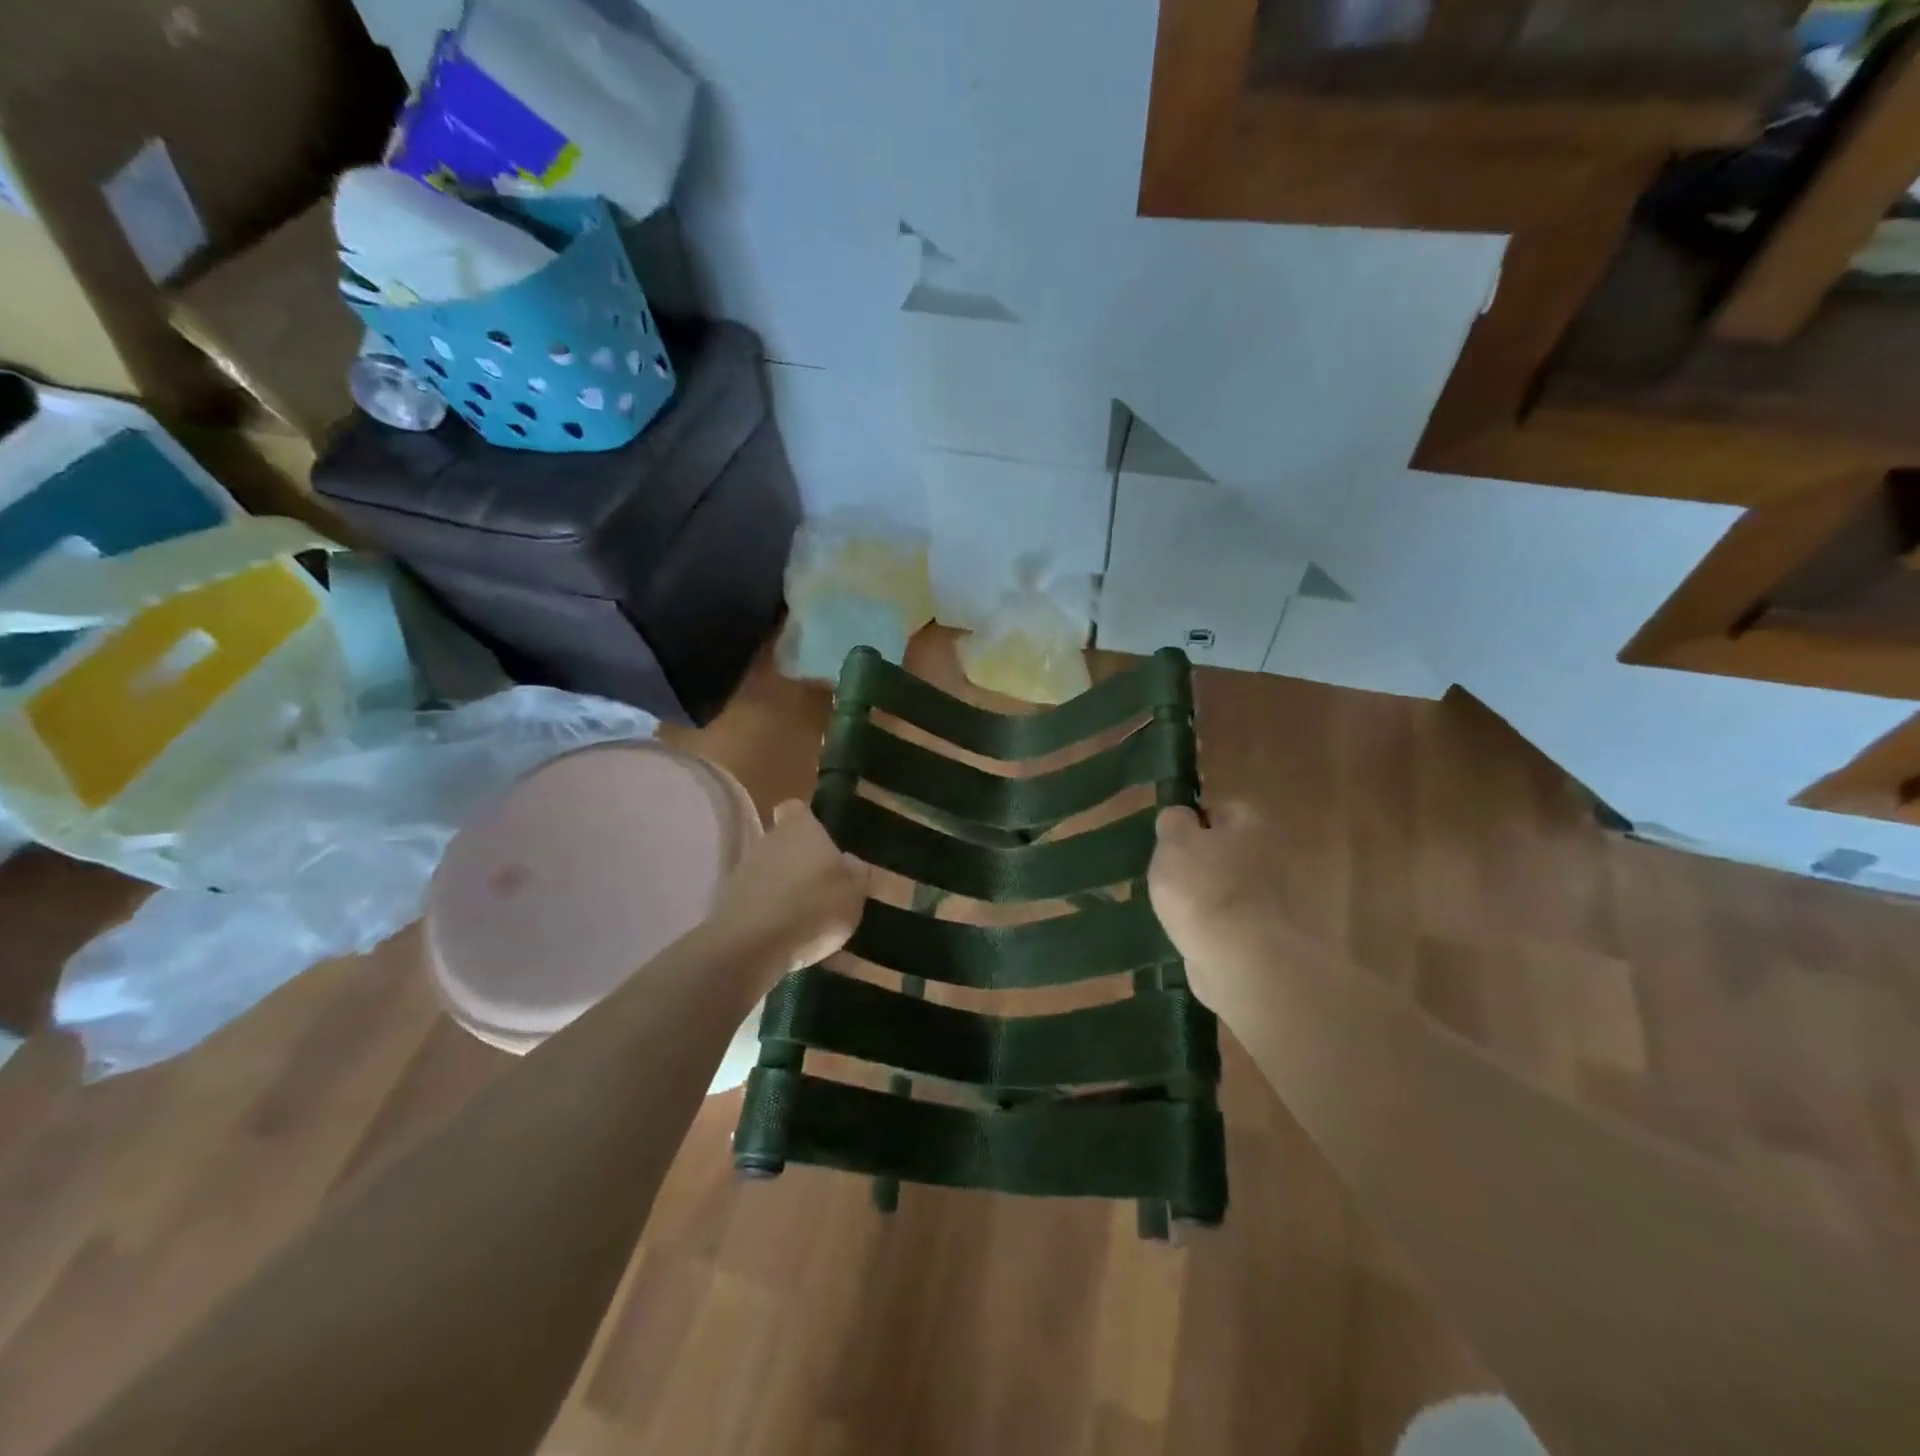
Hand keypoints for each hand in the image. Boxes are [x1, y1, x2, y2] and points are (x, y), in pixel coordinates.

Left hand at [711, 801, 867, 981]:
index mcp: (801, 828)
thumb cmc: (812, 906)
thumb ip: (857, 874)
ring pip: (771, 873)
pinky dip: (771, 915)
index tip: (824, 840)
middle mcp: (769, 840)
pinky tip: (788, 939)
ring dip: (786, 890)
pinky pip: (759, 903)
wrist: (751, 945)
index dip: (809, 821)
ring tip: (809, 920)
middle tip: (825, 887)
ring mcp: (744, 870)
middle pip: (785, 843)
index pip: (797, 808)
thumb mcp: (854, 893)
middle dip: (802, 861)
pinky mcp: (729, 902)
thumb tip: (852, 863)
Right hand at [1148, 802, 1284, 1007]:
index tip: (1170, 846)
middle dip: (1204, 863)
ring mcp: (1278, 899)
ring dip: (1211, 898)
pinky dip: (1220, 928)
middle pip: (1229, 851)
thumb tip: (1181, 817)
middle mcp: (1273, 856)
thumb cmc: (1204, 890)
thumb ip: (1174, 822)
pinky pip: (1237, 922)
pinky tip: (1198, 937)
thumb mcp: (1173, 843)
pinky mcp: (1272, 936)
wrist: (1243, 961)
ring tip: (1181, 913)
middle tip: (1172, 879)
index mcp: (1252, 824)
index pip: (1220, 810)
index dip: (1192, 825)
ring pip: (1232, 888)